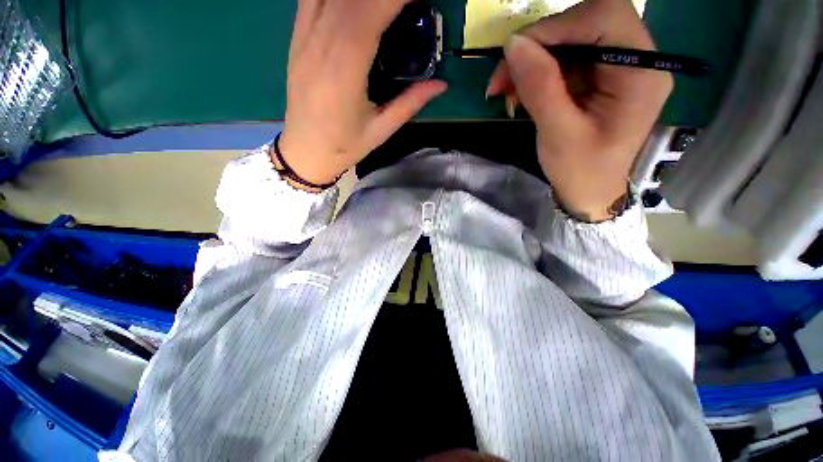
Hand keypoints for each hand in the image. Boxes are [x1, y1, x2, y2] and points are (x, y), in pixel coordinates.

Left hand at [279, 0, 447, 184]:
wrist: (306, 151)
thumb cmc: (345, 146)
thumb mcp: (381, 130)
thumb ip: (410, 103)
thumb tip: (441, 84)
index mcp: (343, 73)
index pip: (368, 15)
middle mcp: (319, 47)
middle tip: (408, 2)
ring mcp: (303, 39)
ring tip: (383, 5)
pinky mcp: (296, 39)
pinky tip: (353, 5)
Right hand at [486, 0, 671, 221]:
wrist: (590, 192)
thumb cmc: (581, 171)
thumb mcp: (558, 133)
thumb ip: (540, 87)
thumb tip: (513, 44)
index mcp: (640, 73)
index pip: (604, 18)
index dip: (556, 26)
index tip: (516, 54)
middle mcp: (636, 60)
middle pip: (586, 23)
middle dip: (539, 45)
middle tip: (503, 76)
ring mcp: (617, 67)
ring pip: (570, 40)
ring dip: (532, 61)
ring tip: (506, 91)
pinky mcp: (599, 77)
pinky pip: (564, 60)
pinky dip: (536, 72)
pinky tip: (519, 94)